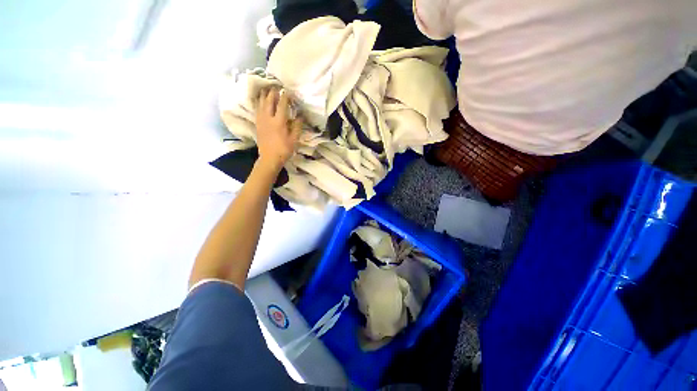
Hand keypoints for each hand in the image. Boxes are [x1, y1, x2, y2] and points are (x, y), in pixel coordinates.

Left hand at [255, 87, 302, 172]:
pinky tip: (260, 101)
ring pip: (260, 103)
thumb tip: (300, 116)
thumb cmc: (284, 149)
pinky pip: (257, 109)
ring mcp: (261, 120)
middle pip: (269, 100)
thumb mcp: (294, 139)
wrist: (269, 158)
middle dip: (272, 92)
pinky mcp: (257, 124)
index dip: (285, 97)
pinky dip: (258, 103)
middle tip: (276, 86)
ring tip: (266, 89)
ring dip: (263, 95)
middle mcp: (268, 118)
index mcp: (279, 121)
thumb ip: (297, 126)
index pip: (282, 104)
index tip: (288, 91)